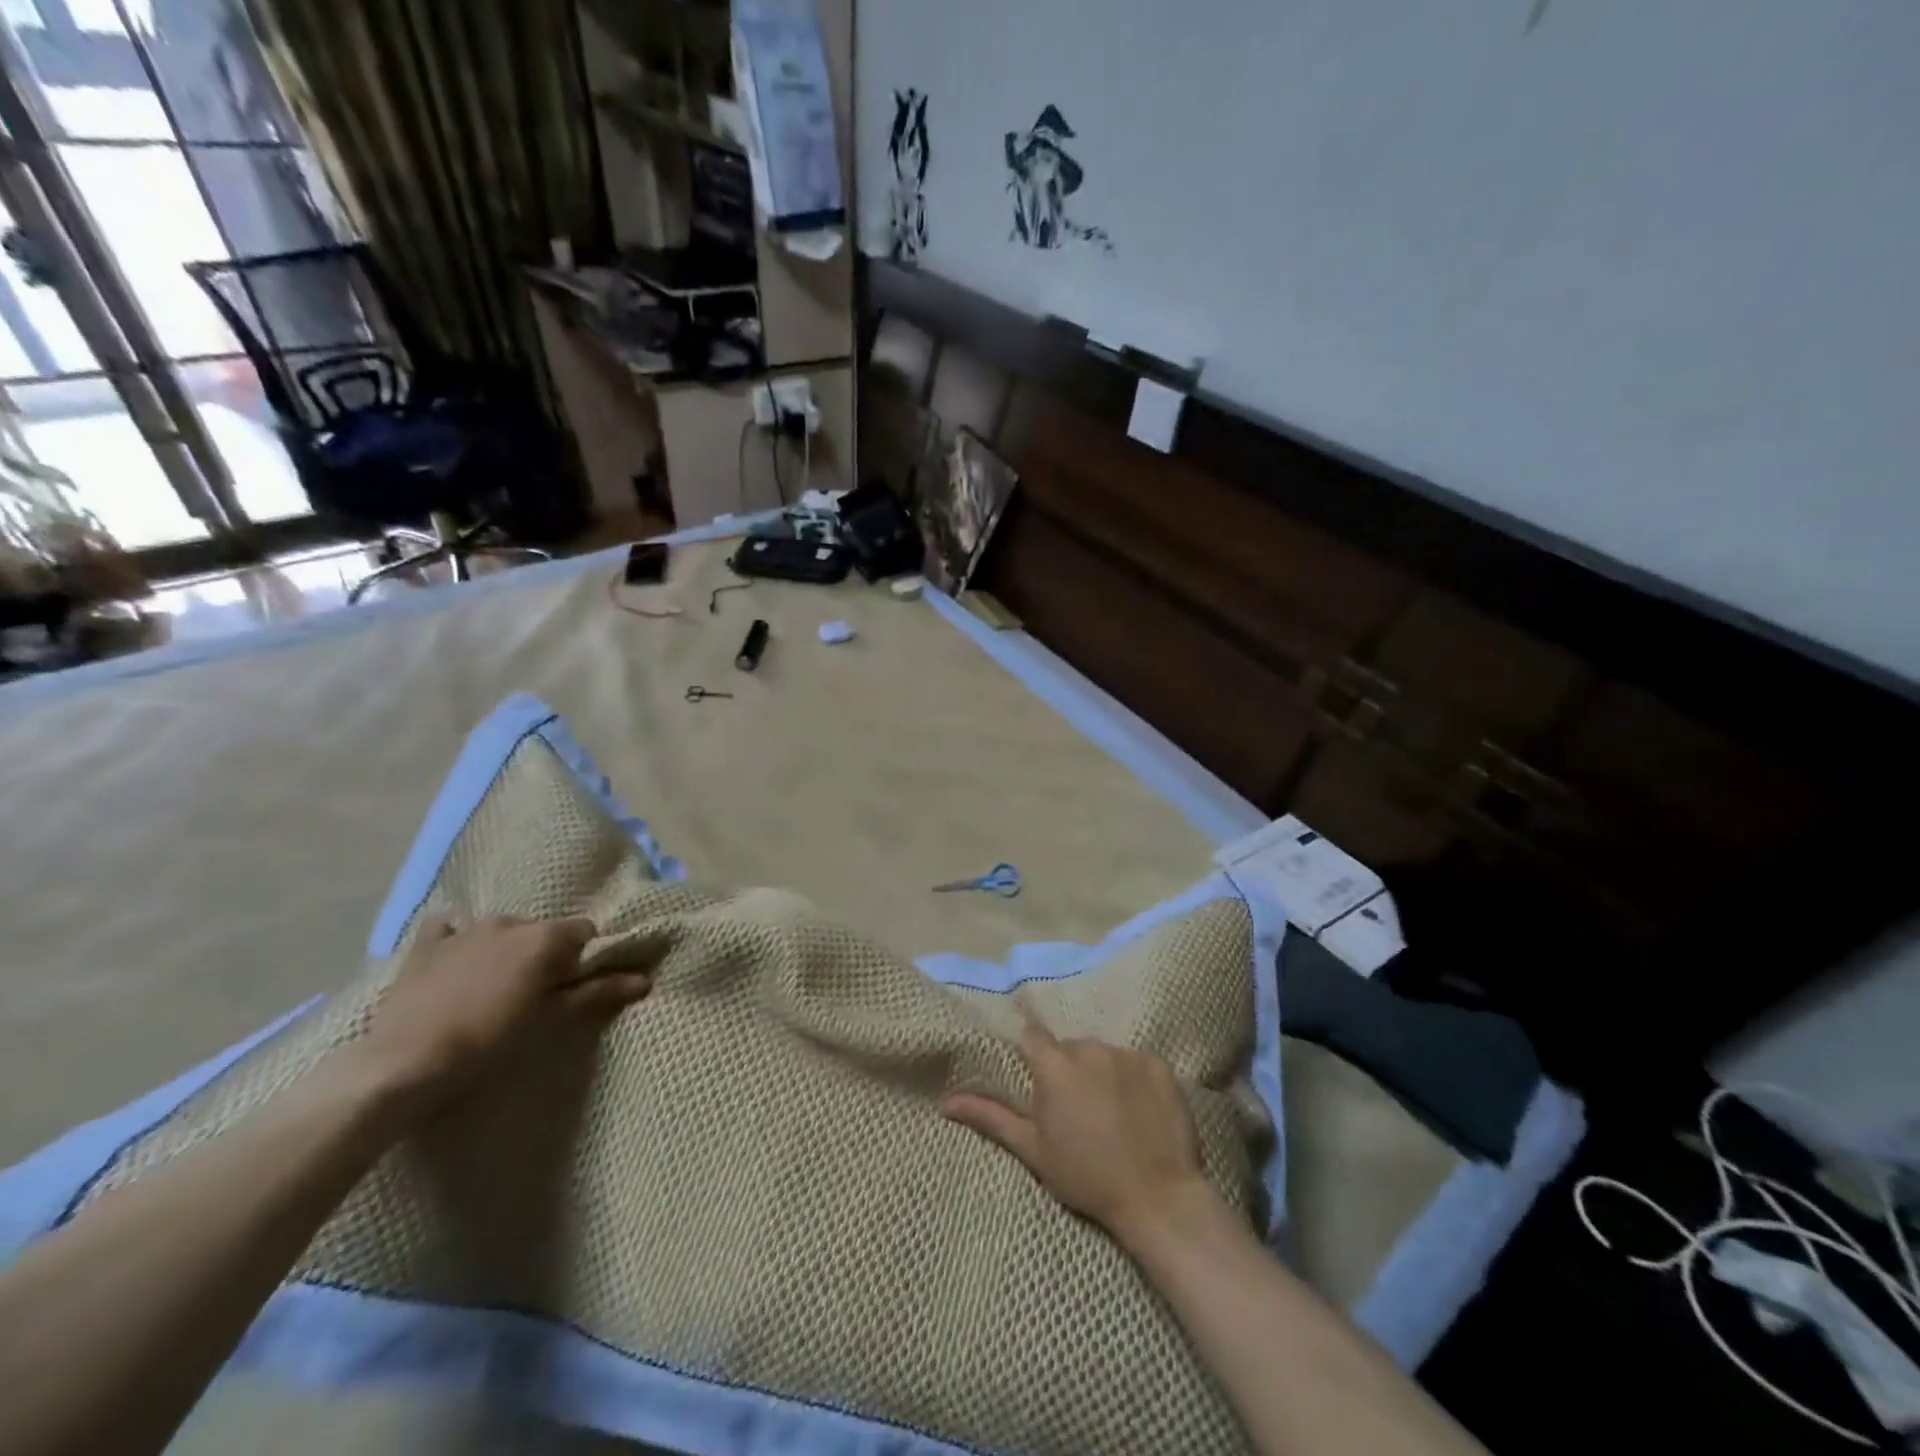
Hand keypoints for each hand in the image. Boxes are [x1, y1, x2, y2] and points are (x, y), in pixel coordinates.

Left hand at [353, 916, 656, 1103]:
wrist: (405, 1063)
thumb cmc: (492, 1042)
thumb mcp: (553, 1021)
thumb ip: (599, 993)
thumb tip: (645, 979)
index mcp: (546, 937)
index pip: (585, 932)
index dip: (585, 958)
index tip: (573, 987)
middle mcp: (511, 922)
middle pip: (544, 932)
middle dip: (545, 955)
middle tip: (534, 995)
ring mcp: (465, 930)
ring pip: (502, 931)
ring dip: (506, 950)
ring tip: (493, 988)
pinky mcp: (427, 946)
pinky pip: (450, 929)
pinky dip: (458, 940)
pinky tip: (455, 961)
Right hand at [941, 1018, 1215, 1251]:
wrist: (1158, 1198)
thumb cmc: (1087, 1177)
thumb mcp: (1034, 1150)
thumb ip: (991, 1117)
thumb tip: (945, 1101)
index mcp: (1055, 1066)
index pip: (1034, 1037)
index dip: (1034, 1056)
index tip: (1041, 1082)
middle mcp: (1089, 1048)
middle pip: (1071, 1048)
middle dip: (1070, 1070)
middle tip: (1078, 1112)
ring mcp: (1127, 1053)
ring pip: (1104, 1054)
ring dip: (1102, 1074)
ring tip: (1112, 1114)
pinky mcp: (1158, 1064)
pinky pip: (1137, 1062)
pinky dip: (1135, 1079)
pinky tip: (1140, 1111)